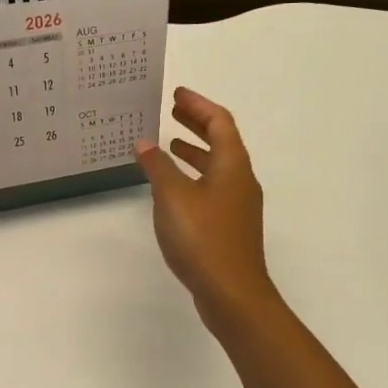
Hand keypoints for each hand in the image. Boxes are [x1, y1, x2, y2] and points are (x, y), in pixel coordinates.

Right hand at [136, 88, 277, 331]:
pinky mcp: (231, 227)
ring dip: (195, 152)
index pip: (219, 122)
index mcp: (232, 165)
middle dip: (197, 124)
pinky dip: (194, 177)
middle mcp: (240, 180)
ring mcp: (238, 205)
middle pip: (222, 141)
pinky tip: (174, 190)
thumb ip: (158, 166)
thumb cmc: (203, 238)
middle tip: (174, 112)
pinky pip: (213, 187)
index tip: (177, 94)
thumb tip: (146, 143)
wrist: (233, 293)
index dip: (198, 105)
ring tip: (170, 146)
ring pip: (218, 166)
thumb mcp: (172, 196)